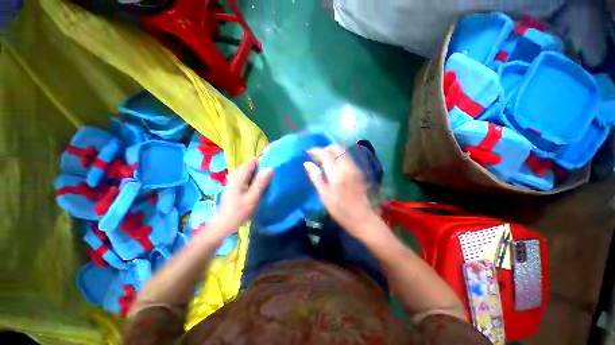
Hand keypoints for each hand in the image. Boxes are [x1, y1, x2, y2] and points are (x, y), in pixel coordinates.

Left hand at [214, 159, 272, 230]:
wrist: (224, 224)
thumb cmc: (239, 211)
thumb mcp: (253, 197)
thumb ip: (261, 182)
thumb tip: (270, 168)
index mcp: (238, 177)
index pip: (252, 162)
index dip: (262, 163)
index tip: (271, 170)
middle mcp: (234, 176)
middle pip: (249, 167)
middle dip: (260, 170)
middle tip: (269, 179)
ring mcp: (233, 181)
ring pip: (247, 173)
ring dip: (257, 175)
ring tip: (264, 183)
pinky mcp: (234, 186)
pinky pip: (245, 178)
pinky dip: (252, 180)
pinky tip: (256, 188)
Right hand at [304, 145, 378, 238]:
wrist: (363, 219)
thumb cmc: (340, 210)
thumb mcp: (324, 196)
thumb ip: (316, 177)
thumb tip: (307, 163)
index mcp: (337, 174)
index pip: (325, 154)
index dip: (315, 151)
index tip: (307, 153)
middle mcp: (347, 167)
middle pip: (336, 148)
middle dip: (324, 148)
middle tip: (315, 156)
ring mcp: (355, 168)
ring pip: (343, 151)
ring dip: (331, 152)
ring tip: (322, 160)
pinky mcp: (358, 171)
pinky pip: (346, 157)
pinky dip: (337, 156)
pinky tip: (332, 165)